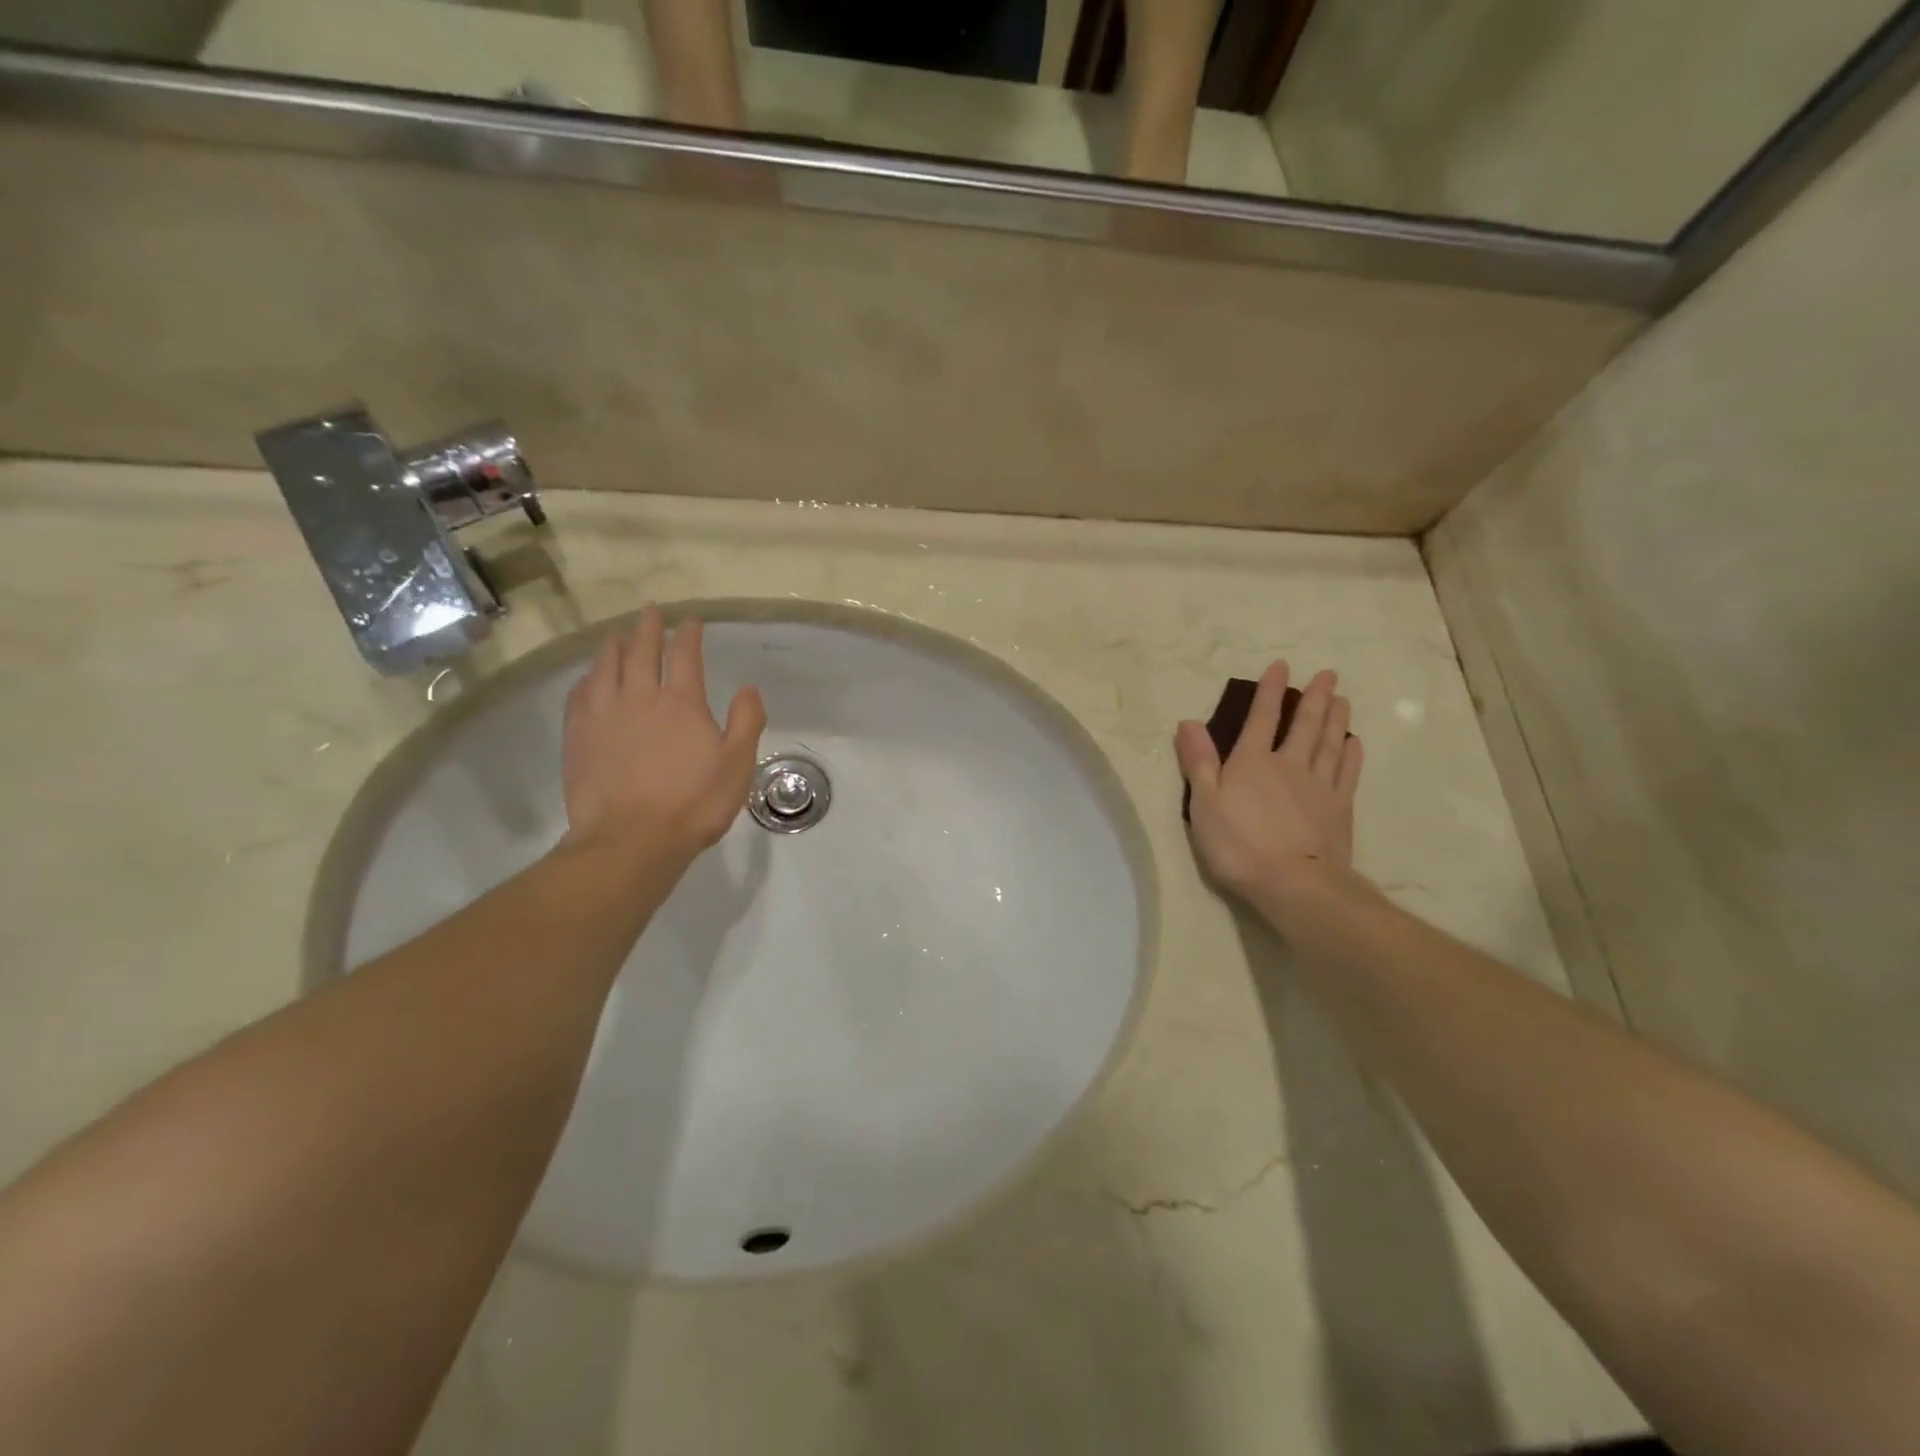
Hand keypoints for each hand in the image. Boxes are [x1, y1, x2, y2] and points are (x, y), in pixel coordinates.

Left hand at [561, 605, 765, 860]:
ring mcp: (603, 715)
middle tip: (649, 610)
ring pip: (605, 667)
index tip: (691, 619)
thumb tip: (748, 687)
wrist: (631, 839)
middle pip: (640, 651)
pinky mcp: (578, 736)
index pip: (685, 655)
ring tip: (616, 636)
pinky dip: (588, 678)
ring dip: (613, 646)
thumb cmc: (694, 803)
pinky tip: (589, 679)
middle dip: (648, 627)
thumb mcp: (737, 764)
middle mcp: (639, 697)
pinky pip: (580, 694)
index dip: (688, 633)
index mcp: (681, 702)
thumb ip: (747, 721)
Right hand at [1175, 662, 1364, 909]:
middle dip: (1314, 697)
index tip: (1281, 666)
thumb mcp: (1204, 803)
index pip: (1261, 718)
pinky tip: (1354, 743)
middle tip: (1328, 674)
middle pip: (1304, 724)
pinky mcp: (1339, 809)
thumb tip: (1188, 722)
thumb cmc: (1238, 844)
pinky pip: (1347, 773)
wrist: (1293, 882)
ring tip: (1342, 698)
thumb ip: (1198, 761)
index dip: (1270, 691)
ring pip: (1329, 743)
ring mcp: (1318, 786)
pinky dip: (1351, 755)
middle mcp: (1289, 765)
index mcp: (1252, 762)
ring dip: (1336, 718)